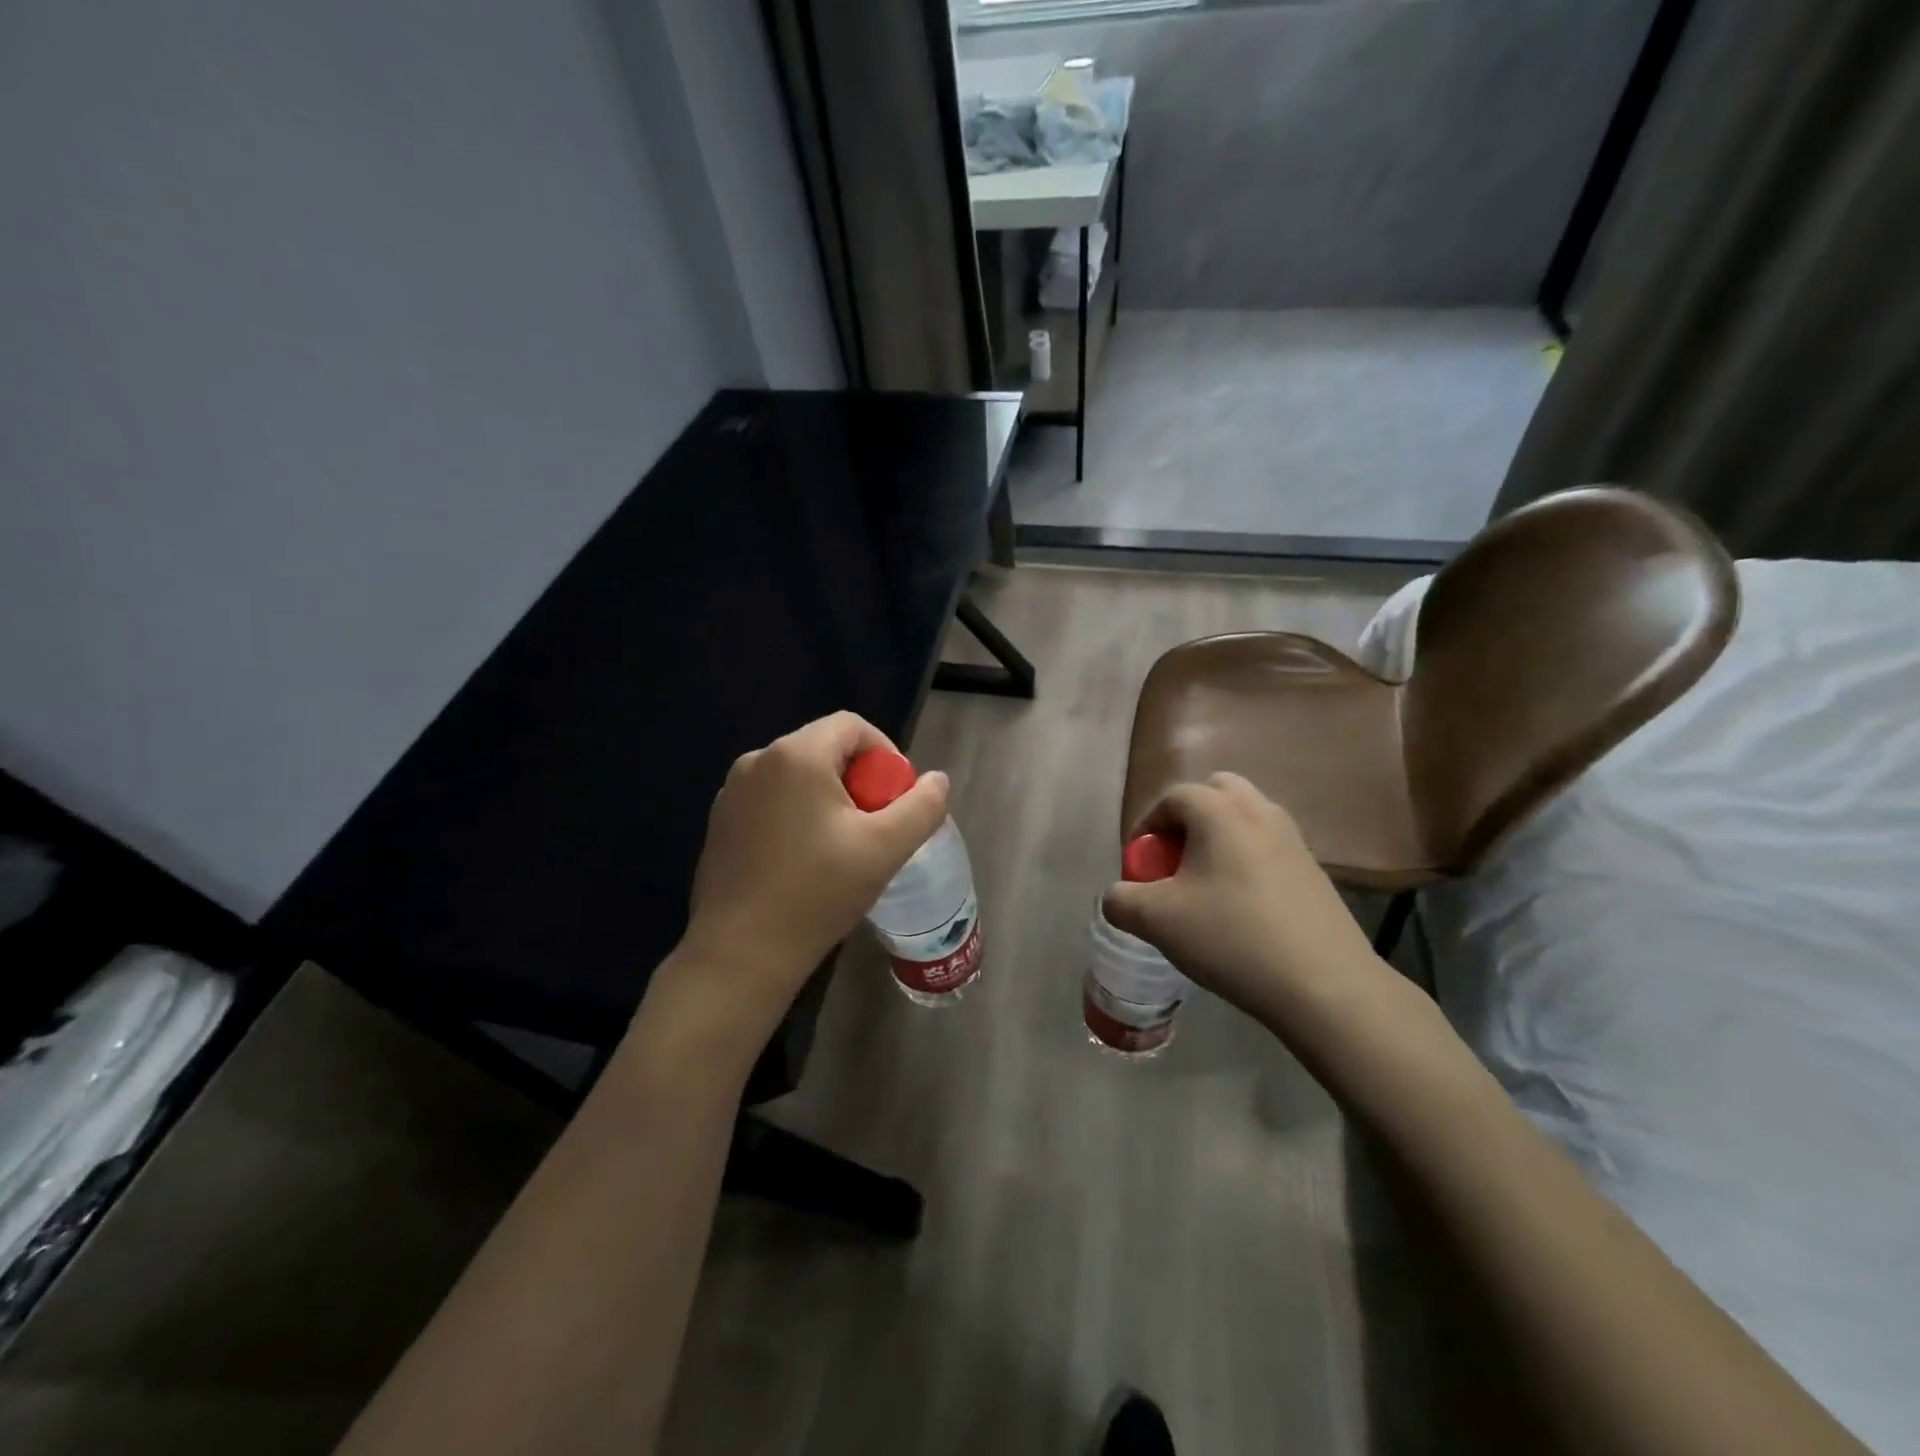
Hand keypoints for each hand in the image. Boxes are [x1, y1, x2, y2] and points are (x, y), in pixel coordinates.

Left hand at [671, 712, 949, 1038]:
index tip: (896, 797)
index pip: (852, 727)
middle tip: (875, 826)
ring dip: (829, 798)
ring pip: (798, 776)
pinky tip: (805, 860)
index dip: (885, 753)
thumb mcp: (885, 849)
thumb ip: (922, 807)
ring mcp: (732, 792)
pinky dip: (798, 814)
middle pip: (825, 749)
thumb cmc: (817, 893)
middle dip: (859, 779)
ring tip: (843, 846)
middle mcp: (757, 760)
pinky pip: (772, 799)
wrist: (740, 953)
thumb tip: (937, 780)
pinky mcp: (721, 822)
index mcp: (796, 755)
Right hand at [1103, 774, 1383, 1025]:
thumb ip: (1121, 901)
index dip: (1147, 826)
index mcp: (1219, 811)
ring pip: (1246, 818)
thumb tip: (1118, 896)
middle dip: (1189, 819)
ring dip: (1220, 838)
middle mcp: (1259, 811)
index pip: (1172, 797)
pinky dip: (1247, 861)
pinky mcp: (1315, 870)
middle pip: (1216, 792)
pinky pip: (1269, 848)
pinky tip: (1243, 909)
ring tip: (1207, 885)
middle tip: (1176, 860)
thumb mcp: (1156, 920)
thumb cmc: (1231, 937)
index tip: (1139, 862)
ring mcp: (1294, 839)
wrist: (1324, 984)